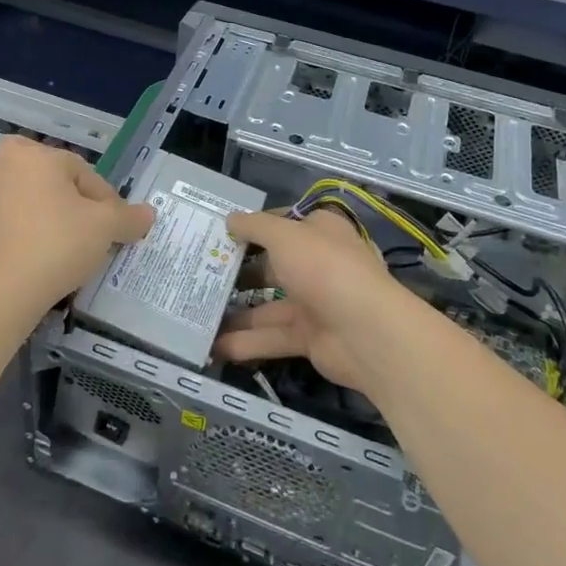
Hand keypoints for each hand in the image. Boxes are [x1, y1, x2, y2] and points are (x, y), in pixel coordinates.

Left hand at [0, 136, 153, 304]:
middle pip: (47, 173)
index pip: (83, 172)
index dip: (105, 199)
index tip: (115, 225)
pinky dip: (3, 222)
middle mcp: (5, 166)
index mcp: (37, 155)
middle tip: (86, 221)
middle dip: (66, 191)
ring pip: (18, 190)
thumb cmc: (62, 242)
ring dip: (35, 202)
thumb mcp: (106, 226)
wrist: (11, 289)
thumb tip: (148, 214)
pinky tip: (16, 236)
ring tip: (57, 230)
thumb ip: (128, 216)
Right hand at [214, 208, 398, 392]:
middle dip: (238, 272)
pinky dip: (246, 342)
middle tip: (200, 276)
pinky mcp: (310, 338)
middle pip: (272, 265)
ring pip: (268, 306)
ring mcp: (315, 303)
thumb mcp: (284, 235)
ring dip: (236, 312)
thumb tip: (230, 219)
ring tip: (198, 314)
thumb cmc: (324, 268)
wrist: (366, 332)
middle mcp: (318, 264)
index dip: (251, 227)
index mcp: (319, 231)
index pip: (280, 224)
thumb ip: (254, 226)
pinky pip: (272, 336)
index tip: (218, 234)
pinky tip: (213, 346)